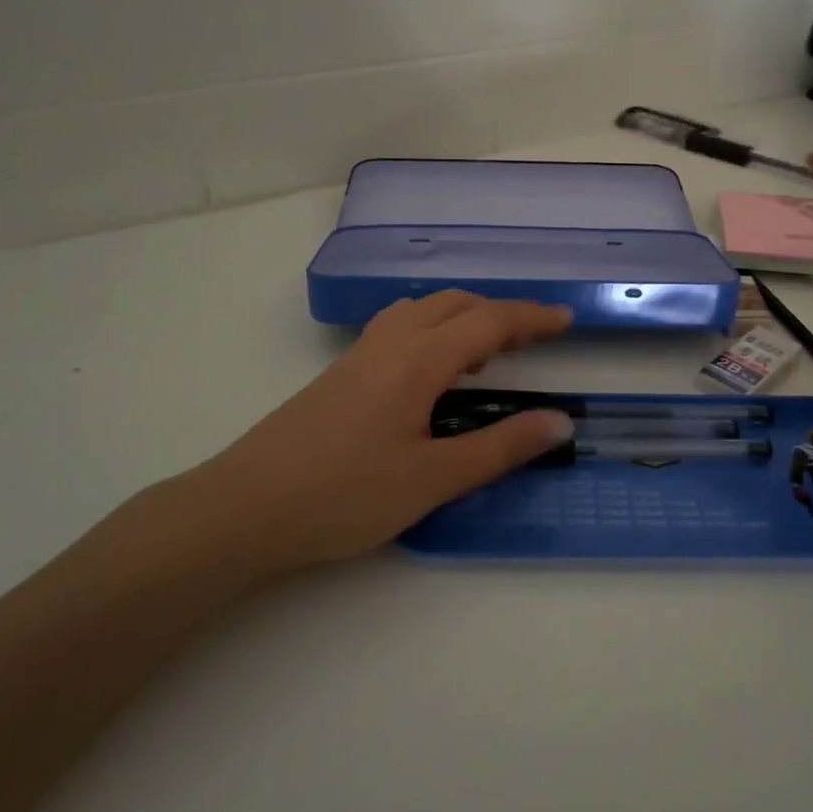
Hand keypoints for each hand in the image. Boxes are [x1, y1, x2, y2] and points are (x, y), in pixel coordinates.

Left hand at [146, 293, 573, 580]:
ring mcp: (358, 356)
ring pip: (421, 310)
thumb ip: (499, 448)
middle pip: (453, 303)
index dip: (532, 318)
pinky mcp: (339, 374)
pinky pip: (398, 328)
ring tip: (484, 353)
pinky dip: (432, 330)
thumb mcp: (433, 479)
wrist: (246, 508)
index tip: (567, 321)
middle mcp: (389, 343)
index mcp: (418, 359)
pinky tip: (430, 371)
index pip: (488, 322)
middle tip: (531, 340)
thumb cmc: (345, 495)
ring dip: (461, 317)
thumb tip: (558, 422)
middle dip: (498, 312)